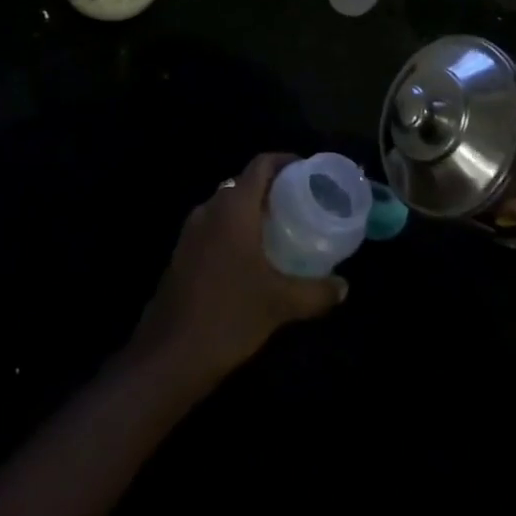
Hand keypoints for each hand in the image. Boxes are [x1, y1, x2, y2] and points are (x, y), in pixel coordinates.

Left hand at [130, 153, 346, 385]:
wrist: (170, 353)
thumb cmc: (229, 315)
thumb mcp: (281, 304)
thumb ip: (317, 291)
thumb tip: (344, 287)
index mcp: (233, 206)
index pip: (261, 165)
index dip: (285, 162)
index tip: (309, 172)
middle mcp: (210, 208)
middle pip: (244, 183)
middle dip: (273, 189)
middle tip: (302, 205)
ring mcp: (192, 229)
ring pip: (228, 205)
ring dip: (253, 211)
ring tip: (283, 230)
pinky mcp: (183, 251)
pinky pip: (215, 225)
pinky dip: (236, 229)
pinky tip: (254, 258)